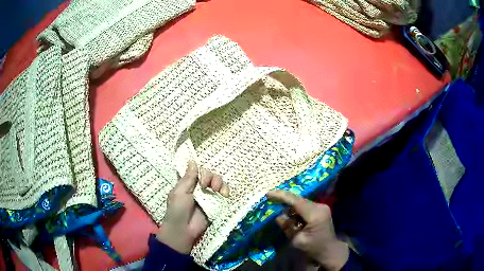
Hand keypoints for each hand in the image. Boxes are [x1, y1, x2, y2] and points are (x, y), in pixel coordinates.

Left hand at [156, 160, 229, 253]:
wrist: (184, 230)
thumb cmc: (177, 210)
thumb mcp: (180, 192)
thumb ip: (188, 177)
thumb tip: (192, 160)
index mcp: (187, 183)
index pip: (198, 170)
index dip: (201, 170)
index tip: (200, 175)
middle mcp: (198, 188)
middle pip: (209, 174)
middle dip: (211, 177)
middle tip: (206, 185)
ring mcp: (208, 196)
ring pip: (218, 182)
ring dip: (219, 182)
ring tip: (217, 189)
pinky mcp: (216, 204)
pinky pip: (223, 194)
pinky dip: (225, 191)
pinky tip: (224, 194)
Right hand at [268, 190, 348, 270]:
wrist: (329, 251)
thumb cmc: (313, 248)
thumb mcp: (297, 240)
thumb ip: (288, 227)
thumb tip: (279, 216)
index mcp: (315, 214)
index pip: (296, 201)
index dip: (281, 196)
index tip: (268, 194)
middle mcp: (320, 207)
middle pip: (299, 200)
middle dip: (285, 201)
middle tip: (270, 200)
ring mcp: (321, 207)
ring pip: (301, 203)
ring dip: (291, 207)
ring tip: (280, 212)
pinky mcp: (321, 210)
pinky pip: (305, 207)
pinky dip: (296, 211)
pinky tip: (291, 218)